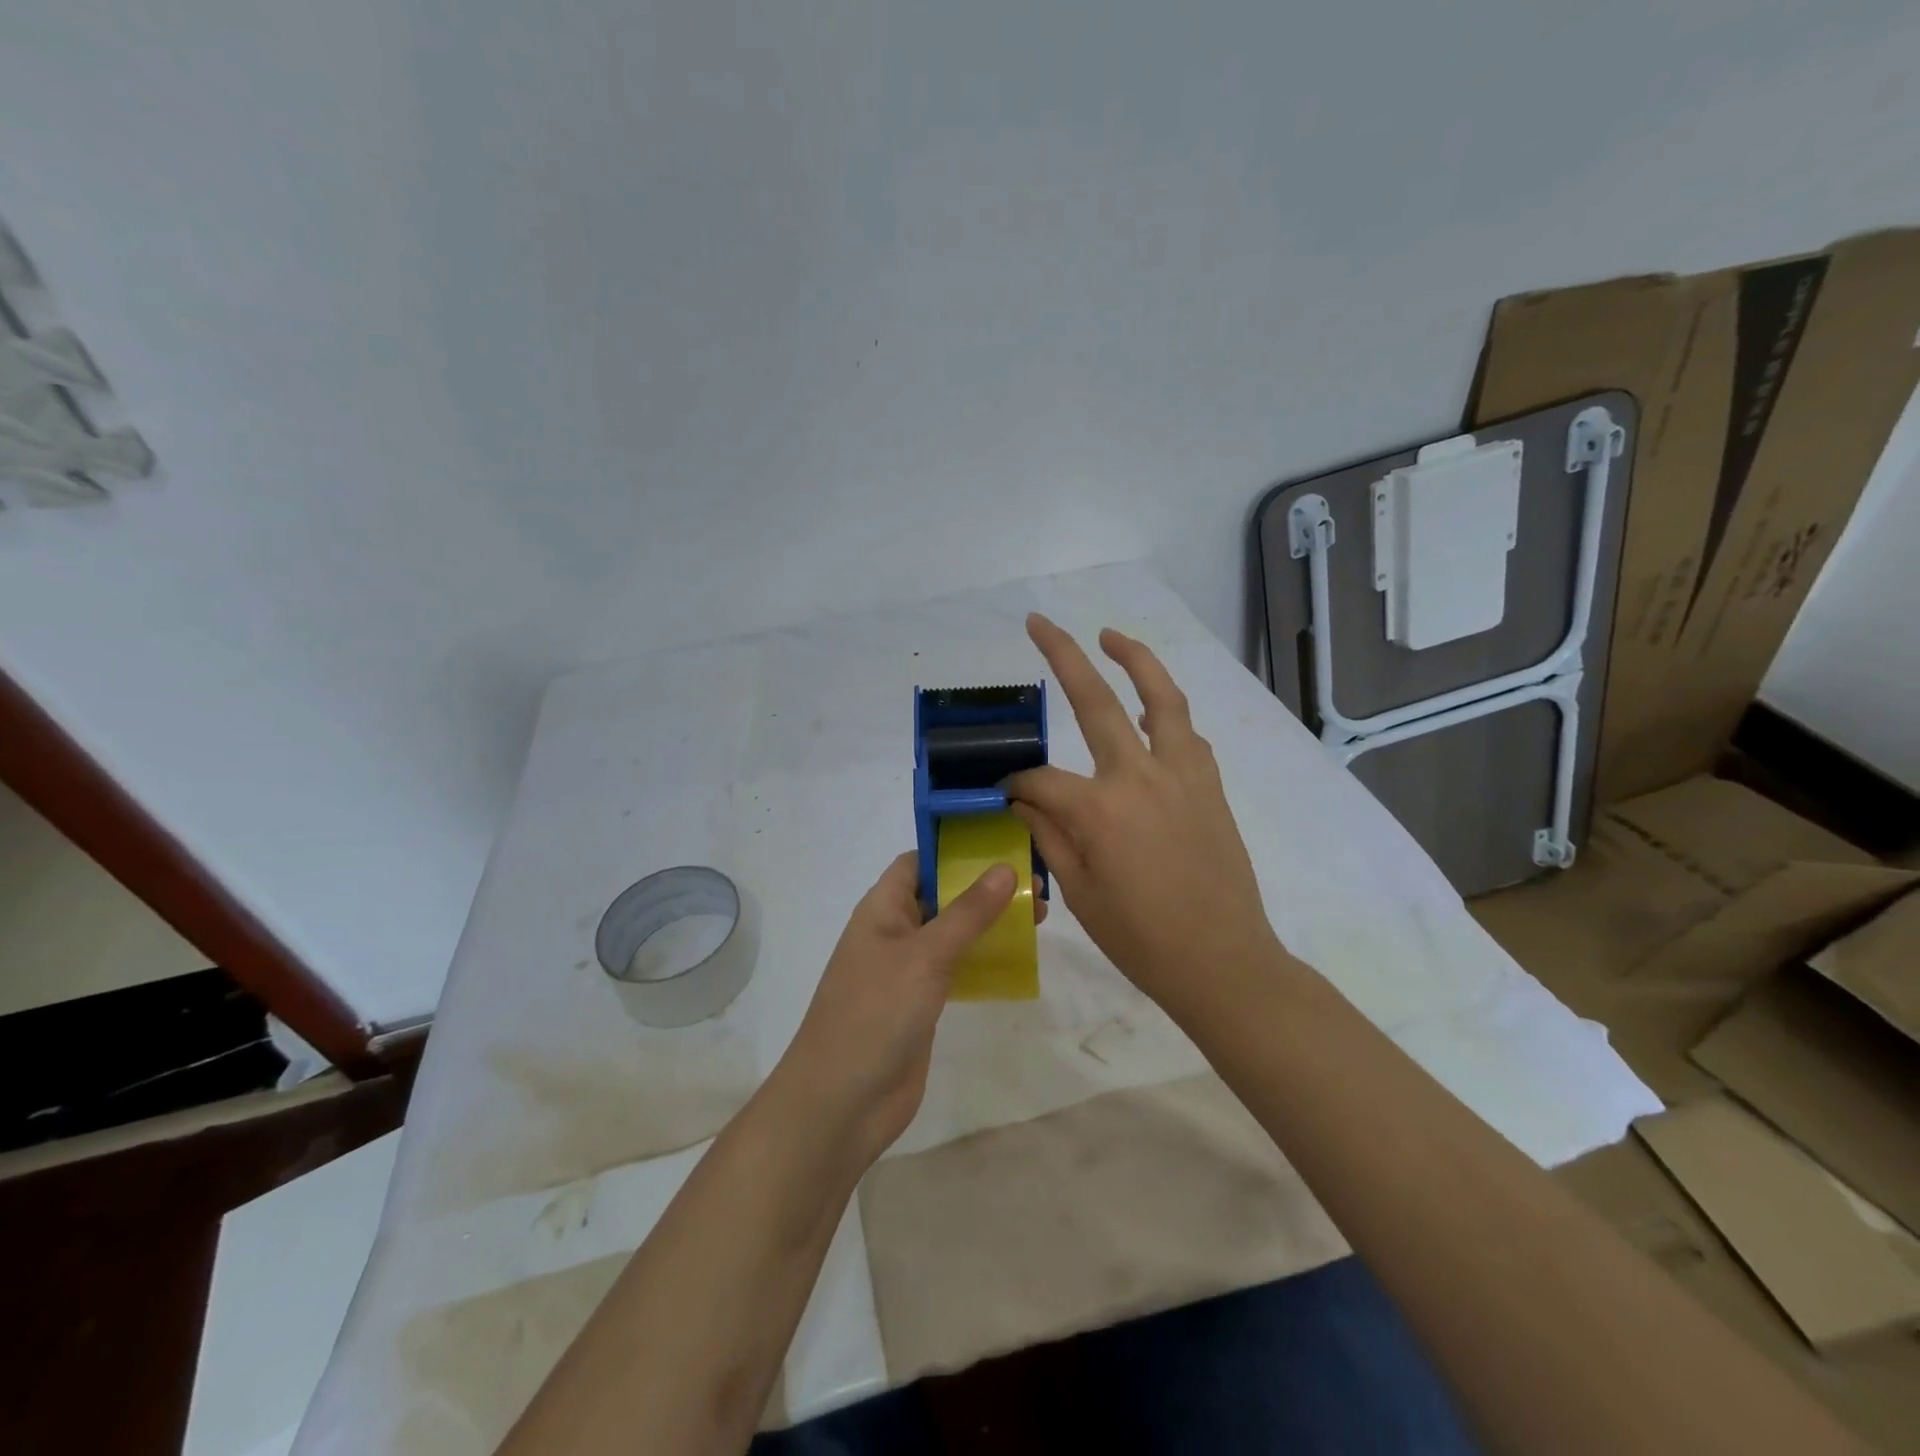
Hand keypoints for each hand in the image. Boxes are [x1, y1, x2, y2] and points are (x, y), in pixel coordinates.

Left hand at [773, 852, 1046, 1167]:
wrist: (842, 1102)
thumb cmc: (877, 1013)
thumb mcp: (926, 955)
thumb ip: (968, 912)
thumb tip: (1005, 867)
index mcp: (882, 908)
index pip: (918, 862)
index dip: (954, 849)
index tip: (1001, 842)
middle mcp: (893, 932)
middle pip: (941, 895)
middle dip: (983, 887)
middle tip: (1036, 884)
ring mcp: (906, 970)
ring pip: (952, 933)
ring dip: (988, 923)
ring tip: (1038, 917)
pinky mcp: (920, 1004)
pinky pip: (955, 969)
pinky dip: (982, 959)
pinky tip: (1016, 960)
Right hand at [1006, 613, 1280, 1016]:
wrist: (1223, 962)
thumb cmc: (1142, 939)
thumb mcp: (1079, 892)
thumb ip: (1048, 834)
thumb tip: (1024, 797)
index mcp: (1099, 809)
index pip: (1041, 779)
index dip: (1018, 784)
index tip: (1006, 794)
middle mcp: (1140, 776)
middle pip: (1095, 701)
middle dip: (1063, 655)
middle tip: (1040, 622)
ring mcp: (1182, 774)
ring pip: (1161, 697)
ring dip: (1135, 659)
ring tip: (1110, 636)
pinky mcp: (1209, 785)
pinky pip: (1185, 732)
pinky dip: (1164, 710)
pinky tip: (1147, 712)